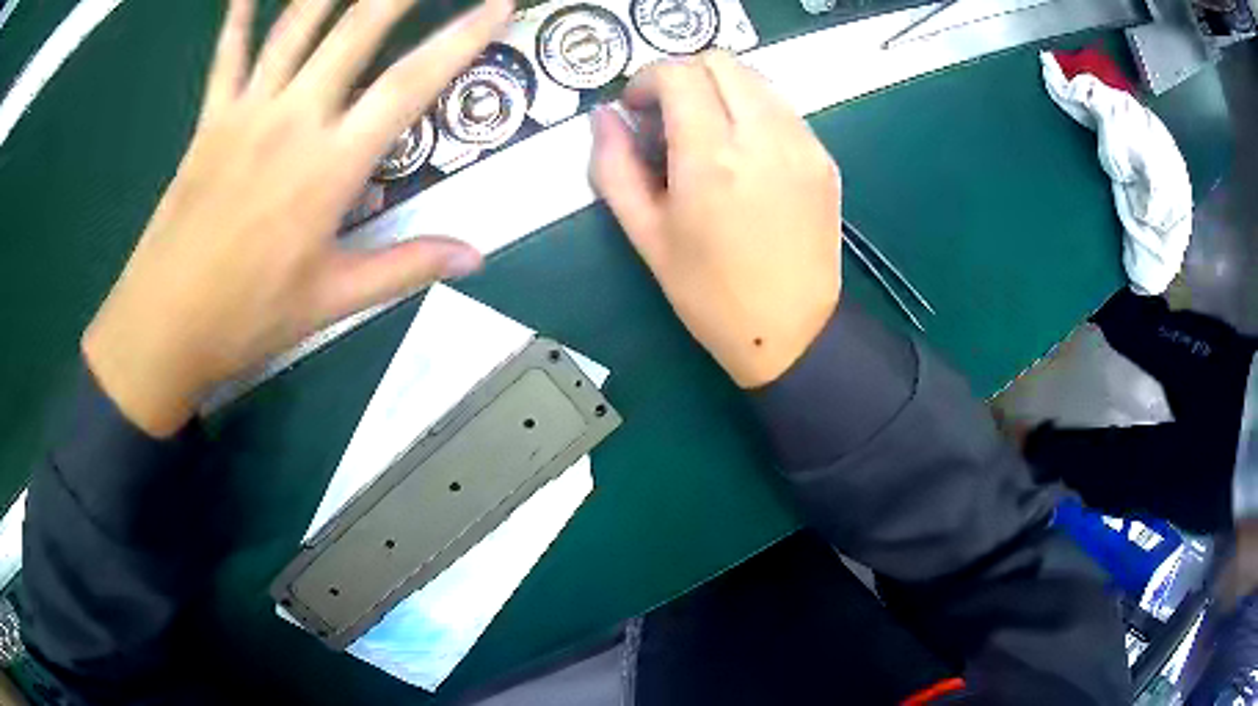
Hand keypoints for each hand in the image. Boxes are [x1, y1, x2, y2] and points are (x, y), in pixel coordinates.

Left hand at [83, 0, 512, 435]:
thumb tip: (474, 257)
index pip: (411, 83)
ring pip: (297, 25)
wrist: (163, 327)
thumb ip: (406, 267)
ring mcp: (248, 112)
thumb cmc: (247, 317)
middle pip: (357, 29)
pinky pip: (228, 54)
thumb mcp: (333, 301)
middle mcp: (294, 119)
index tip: (497, 4)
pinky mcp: (210, 119)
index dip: (462, 38)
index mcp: (331, 165)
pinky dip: (237, 15)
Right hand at [591, 52, 841, 388]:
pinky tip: (742, 151)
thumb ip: (614, 167)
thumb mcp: (646, 235)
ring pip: (755, 78)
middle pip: (720, 61)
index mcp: (712, 158)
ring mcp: (802, 144)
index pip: (678, 74)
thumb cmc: (710, 295)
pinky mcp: (823, 159)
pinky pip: (782, 108)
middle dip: (683, 75)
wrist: (792, 332)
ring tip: (704, 131)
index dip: (646, 79)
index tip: (637, 109)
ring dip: (720, 88)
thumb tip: (603, 118)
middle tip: (666, 115)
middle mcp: (763, 137)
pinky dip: (752, 109)